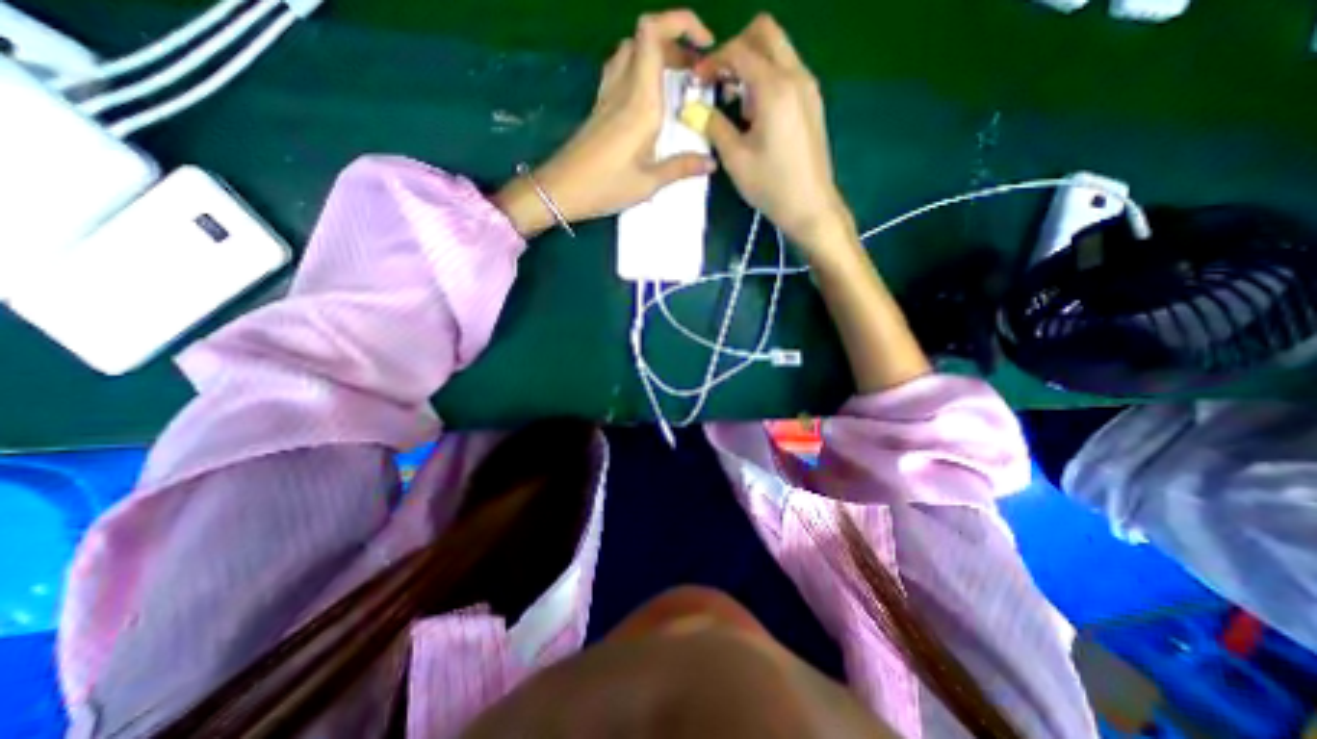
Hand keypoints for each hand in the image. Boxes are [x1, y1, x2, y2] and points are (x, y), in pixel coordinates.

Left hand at [496, 7, 719, 237]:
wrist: (560, 190)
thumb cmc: (605, 187)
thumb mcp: (648, 183)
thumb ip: (681, 168)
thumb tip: (711, 163)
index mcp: (640, 101)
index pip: (653, 33)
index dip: (681, 23)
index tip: (706, 46)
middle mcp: (623, 88)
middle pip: (645, 37)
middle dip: (676, 43)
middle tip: (696, 74)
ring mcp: (607, 95)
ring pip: (631, 51)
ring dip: (656, 54)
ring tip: (677, 81)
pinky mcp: (600, 106)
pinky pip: (621, 70)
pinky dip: (640, 69)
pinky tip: (650, 96)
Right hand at [691, 14, 855, 252]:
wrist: (811, 206)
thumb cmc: (771, 185)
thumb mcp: (735, 159)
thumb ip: (713, 126)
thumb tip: (694, 109)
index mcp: (774, 88)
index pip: (739, 50)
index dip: (712, 61)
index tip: (697, 81)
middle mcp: (796, 76)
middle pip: (765, 33)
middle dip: (736, 49)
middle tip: (718, 81)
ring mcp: (808, 87)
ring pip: (778, 49)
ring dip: (752, 64)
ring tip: (736, 103)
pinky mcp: (812, 101)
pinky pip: (787, 70)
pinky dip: (767, 77)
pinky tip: (756, 113)